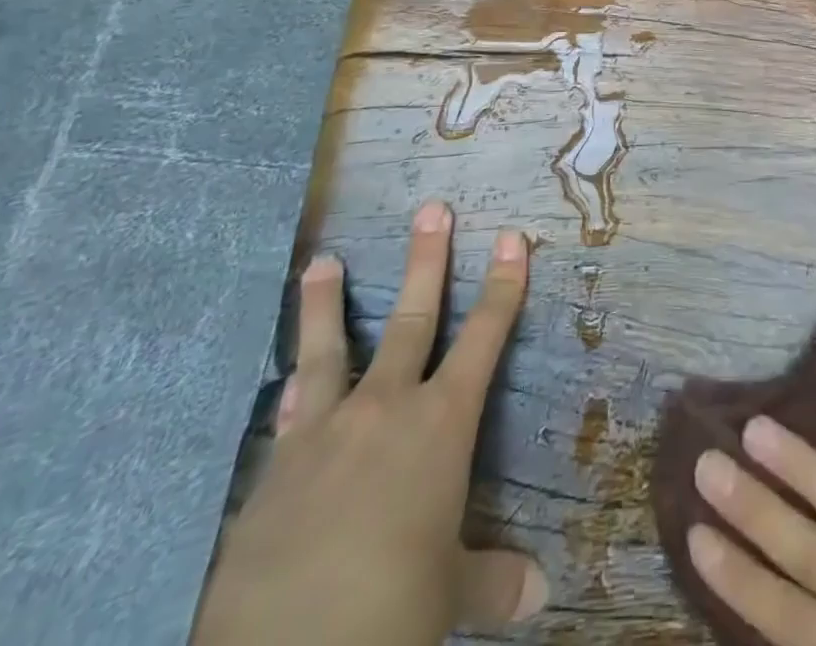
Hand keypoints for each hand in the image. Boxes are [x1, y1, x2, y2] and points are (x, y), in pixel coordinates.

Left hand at [193, 201, 544, 645]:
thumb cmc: (389, 614)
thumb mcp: (449, 597)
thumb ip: (494, 582)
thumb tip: (541, 594)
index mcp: (441, 425)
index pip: (485, 337)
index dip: (503, 286)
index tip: (512, 238)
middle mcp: (386, 408)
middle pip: (413, 318)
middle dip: (427, 261)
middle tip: (432, 210)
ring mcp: (325, 432)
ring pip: (330, 349)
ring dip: (326, 303)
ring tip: (321, 261)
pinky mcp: (274, 470)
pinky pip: (289, 416)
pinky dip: (293, 393)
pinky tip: (287, 382)